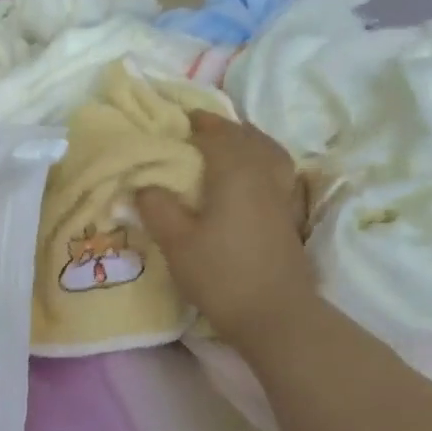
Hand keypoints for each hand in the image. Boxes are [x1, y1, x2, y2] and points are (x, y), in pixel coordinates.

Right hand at [137, 112, 316, 350]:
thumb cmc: (220, 273)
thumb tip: (143, 185)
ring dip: (247, 141)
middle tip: (198, 129)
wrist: (273, 312)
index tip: (179, 118)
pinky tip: (250, 175)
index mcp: (235, 172)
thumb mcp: (176, 241)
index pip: (216, 135)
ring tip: (227, 145)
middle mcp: (263, 174)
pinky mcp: (287, 215)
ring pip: (267, 152)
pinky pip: (276, 171)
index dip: (197, 124)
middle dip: (223, 128)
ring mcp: (281, 194)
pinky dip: (261, 161)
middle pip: (247, 138)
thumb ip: (157, 207)